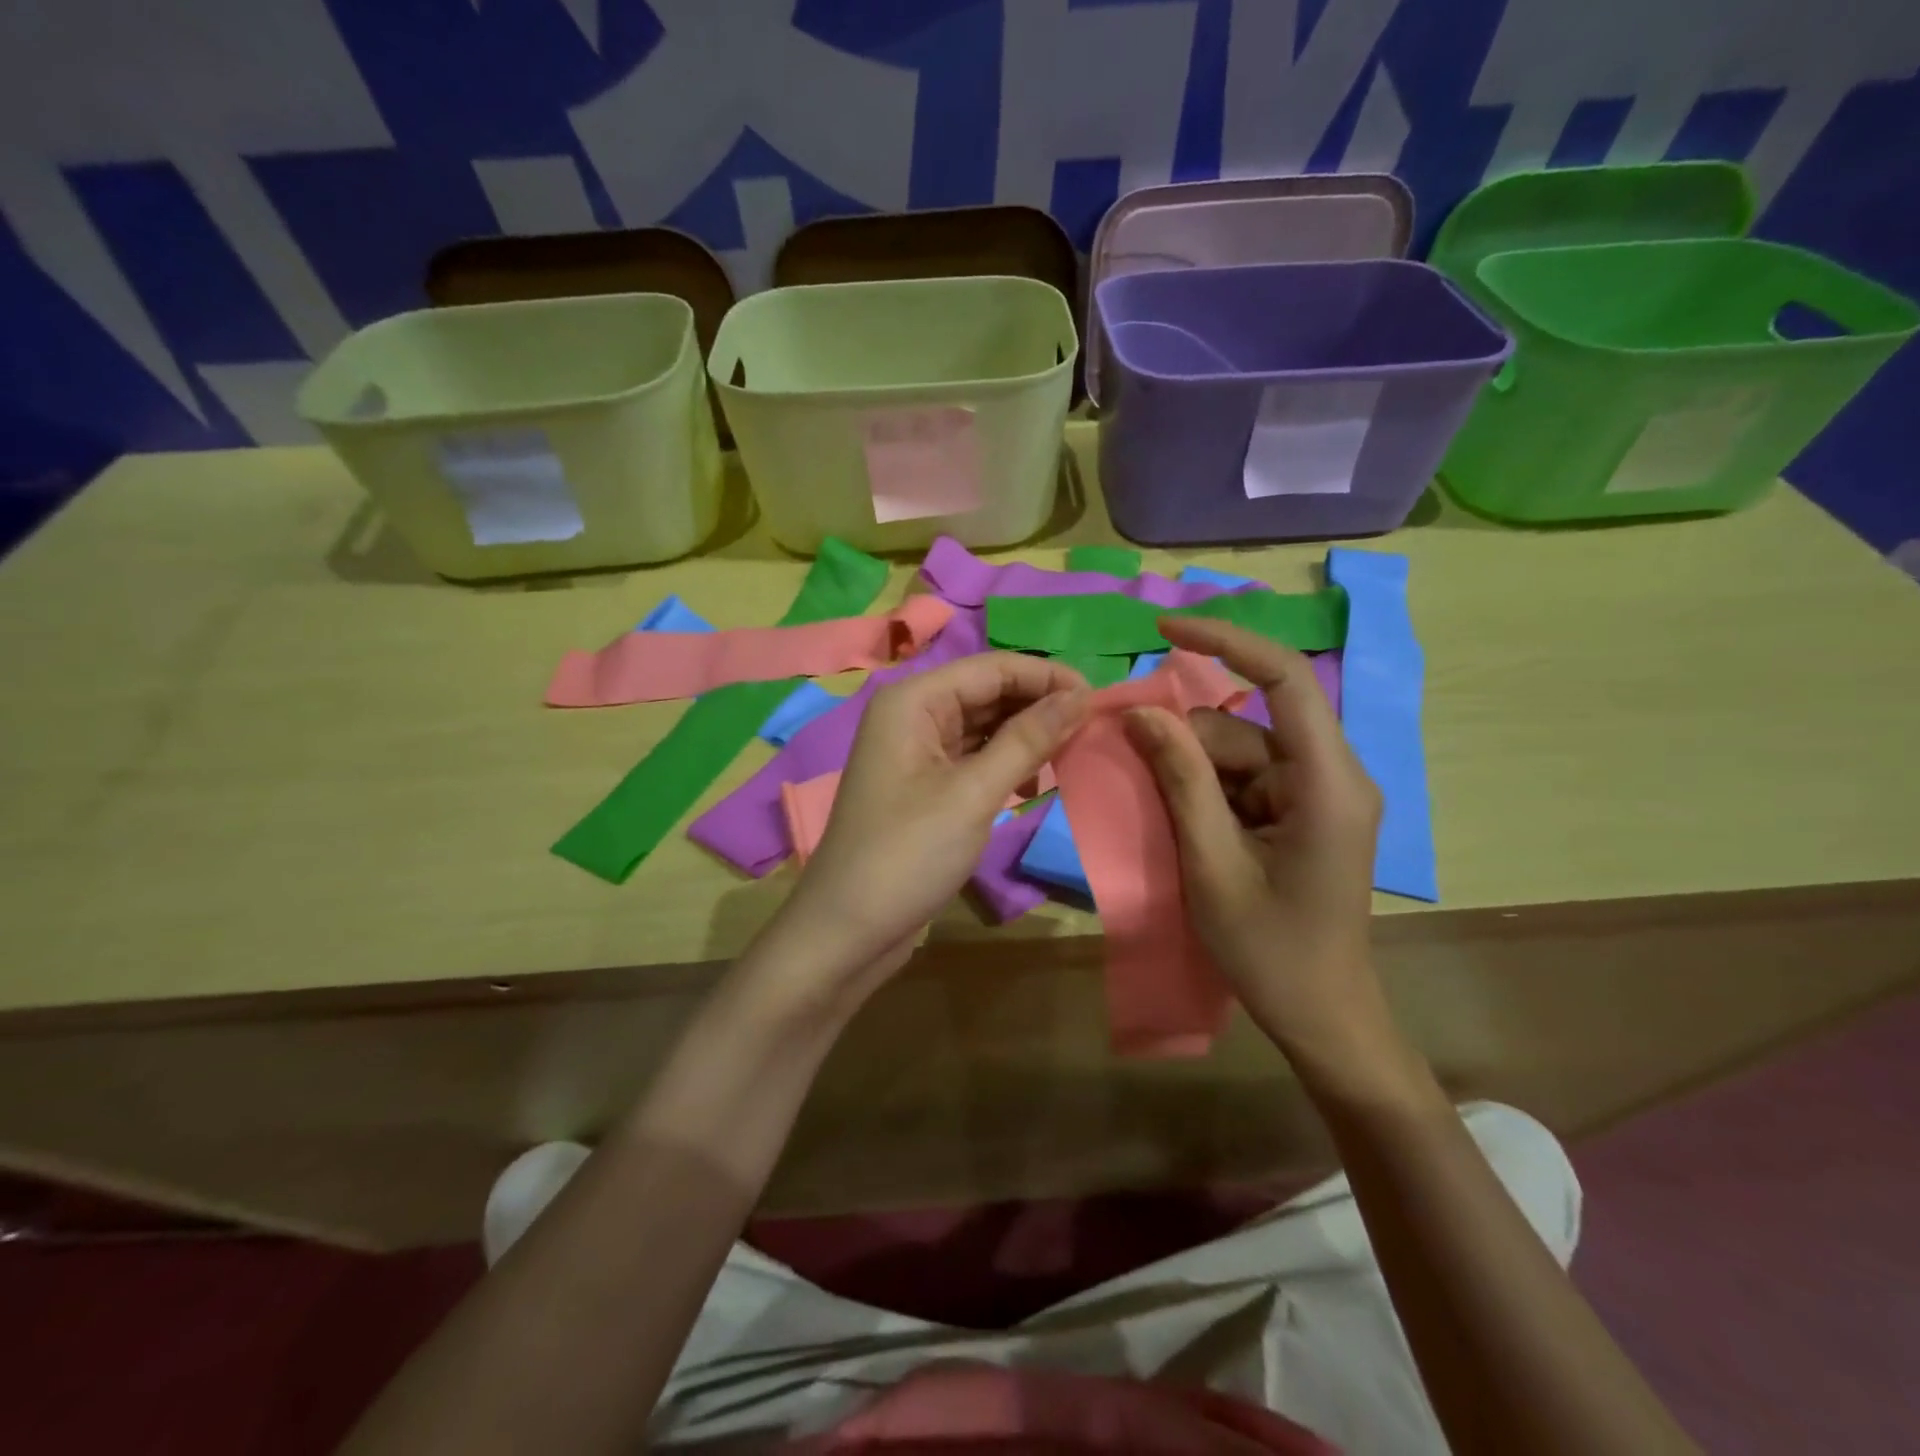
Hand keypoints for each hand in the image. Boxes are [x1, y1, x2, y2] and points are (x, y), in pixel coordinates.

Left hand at [771, 653, 1090, 995]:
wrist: (847, 931)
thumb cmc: (907, 855)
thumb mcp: (973, 794)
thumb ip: (1028, 739)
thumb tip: (1080, 697)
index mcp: (913, 701)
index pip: (992, 668)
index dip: (1047, 677)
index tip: (1100, 699)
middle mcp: (912, 715)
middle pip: (987, 692)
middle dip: (1039, 705)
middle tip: (1093, 728)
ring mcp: (916, 752)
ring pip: (983, 726)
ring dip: (1026, 735)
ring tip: (1073, 751)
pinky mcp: (924, 786)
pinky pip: (973, 757)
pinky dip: (1006, 763)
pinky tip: (1034, 781)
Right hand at [1122, 616, 1397, 1075]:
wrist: (1322, 1017)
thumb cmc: (1271, 950)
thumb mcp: (1212, 864)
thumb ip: (1180, 781)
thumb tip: (1143, 713)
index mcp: (1327, 783)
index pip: (1285, 680)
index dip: (1227, 643)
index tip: (1164, 631)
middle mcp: (1330, 775)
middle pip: (1245, 724)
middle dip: (1186, 741)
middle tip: (1133, 768)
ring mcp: (1316, 794)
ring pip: (1238, 752)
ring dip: (1191, 772)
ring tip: (1164, 820)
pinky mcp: (1301, 812)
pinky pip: (1242, 779)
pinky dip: (1205, 792)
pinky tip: (1185, 828)